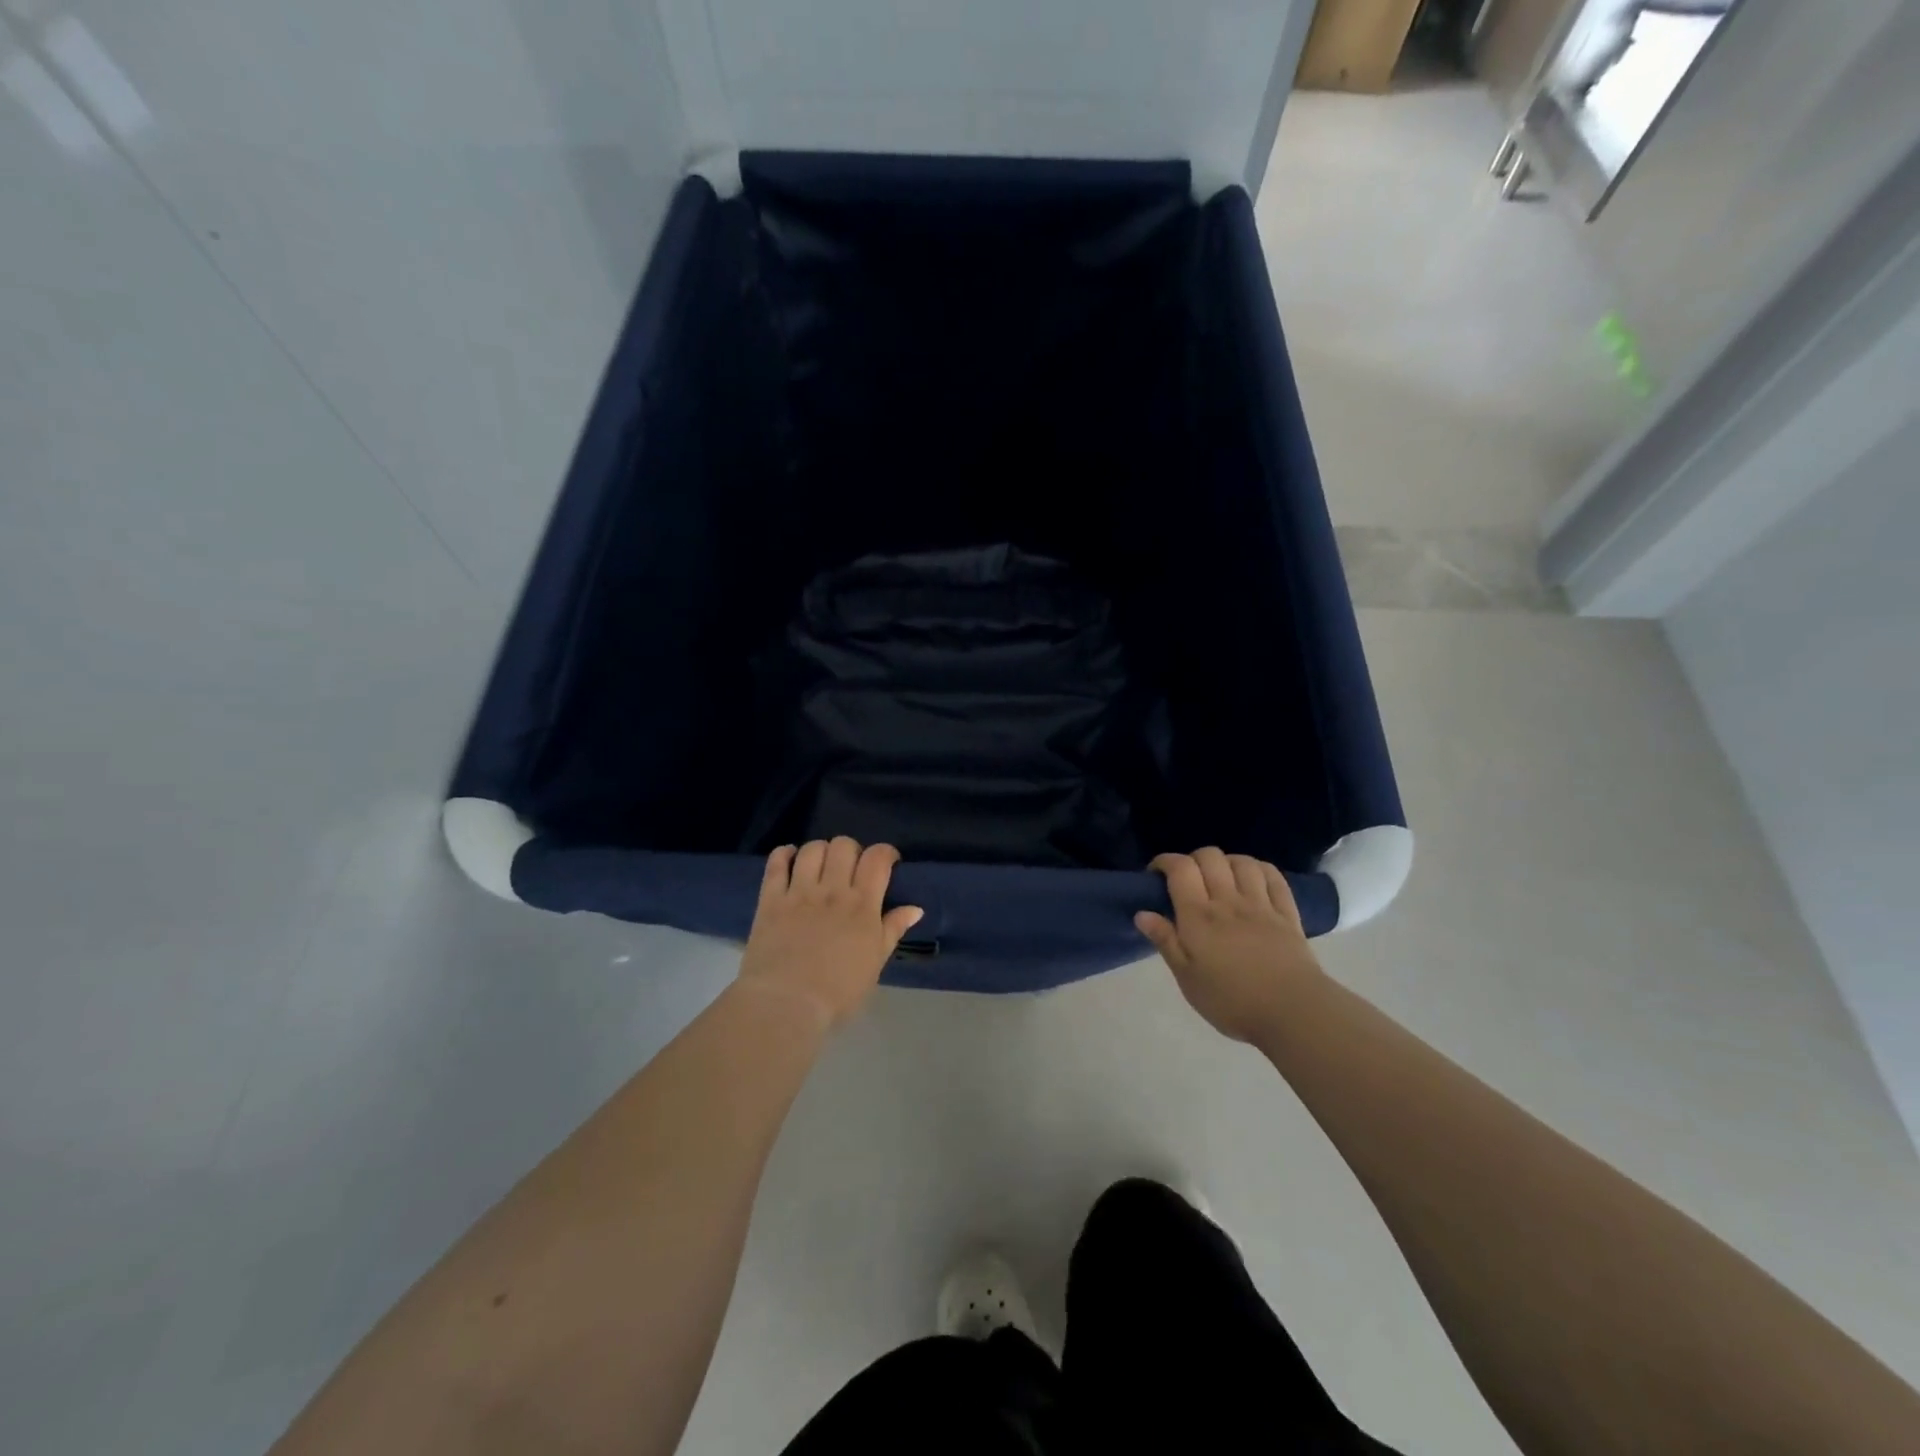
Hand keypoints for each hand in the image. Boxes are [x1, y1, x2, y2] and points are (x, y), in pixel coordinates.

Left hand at [737, 838, 923, 1029]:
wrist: (786, 1005)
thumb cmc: (838, 992)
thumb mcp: (875, 963)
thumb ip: (893, 930)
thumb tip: (916, 908)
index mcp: (862, 905)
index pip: (877, 858)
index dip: (885, 853)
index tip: (887, 863)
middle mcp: (832, 890)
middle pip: (844, 845)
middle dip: (852, 851)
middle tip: (852, 869)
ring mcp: (799, 892)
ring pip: (813, 849)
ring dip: (821, 851)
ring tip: (822, 866)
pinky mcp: (770, 900)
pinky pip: (776, 863)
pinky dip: (784, 854)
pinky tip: (790, 859)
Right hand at [1135, 848, 1324, 1043]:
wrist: (1292, 1013)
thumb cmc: (1231, 1001)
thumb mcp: (1187, 978)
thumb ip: (1166, 942)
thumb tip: (1142, 914)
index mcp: (1199, 916)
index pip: (1180, 868)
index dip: (1164, 862)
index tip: (1155, 874)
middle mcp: (1228, 901)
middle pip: (1210, 857)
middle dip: (1193, 859)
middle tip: (1187, 880)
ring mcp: (1261, 904)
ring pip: (1242, 862)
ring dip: (1226, 862)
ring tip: (1220, 878)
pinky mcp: (1287, 914)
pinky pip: (1273, 877)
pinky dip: (1259, 869)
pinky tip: (1253, 878)